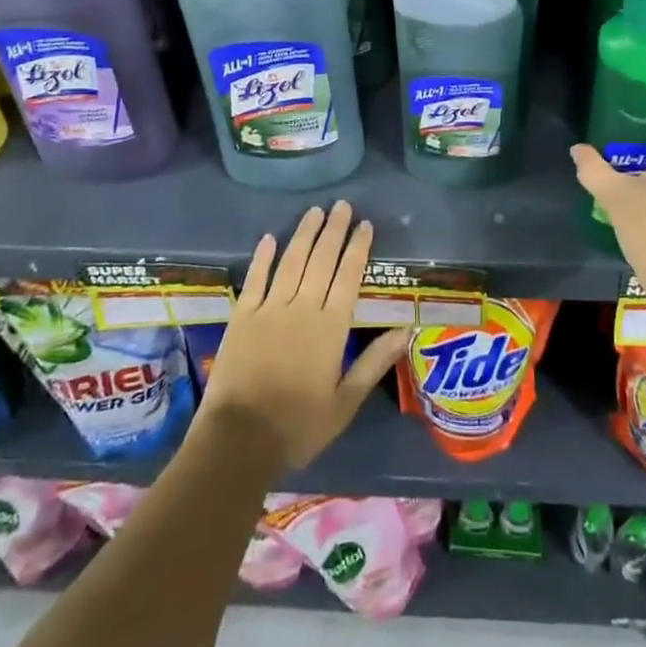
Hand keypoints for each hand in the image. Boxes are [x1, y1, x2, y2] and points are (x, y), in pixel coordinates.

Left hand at [195, 201, 408, 474]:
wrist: (239, 440)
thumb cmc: (298, 426)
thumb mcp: (344, 403)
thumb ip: (374, 363)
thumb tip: (406, 331)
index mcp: (331, 327)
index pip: (349, 276)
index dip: (358, 248)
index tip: (365, 224)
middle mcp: (303, 308)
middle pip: (322, 260)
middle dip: (334, 230)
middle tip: (342, 205)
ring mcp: (270, 309)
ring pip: (292, 261)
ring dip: (305, 234)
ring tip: (315, 211)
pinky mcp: (243, 316)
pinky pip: (255, 279)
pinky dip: (263, 257)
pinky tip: (270, 237)